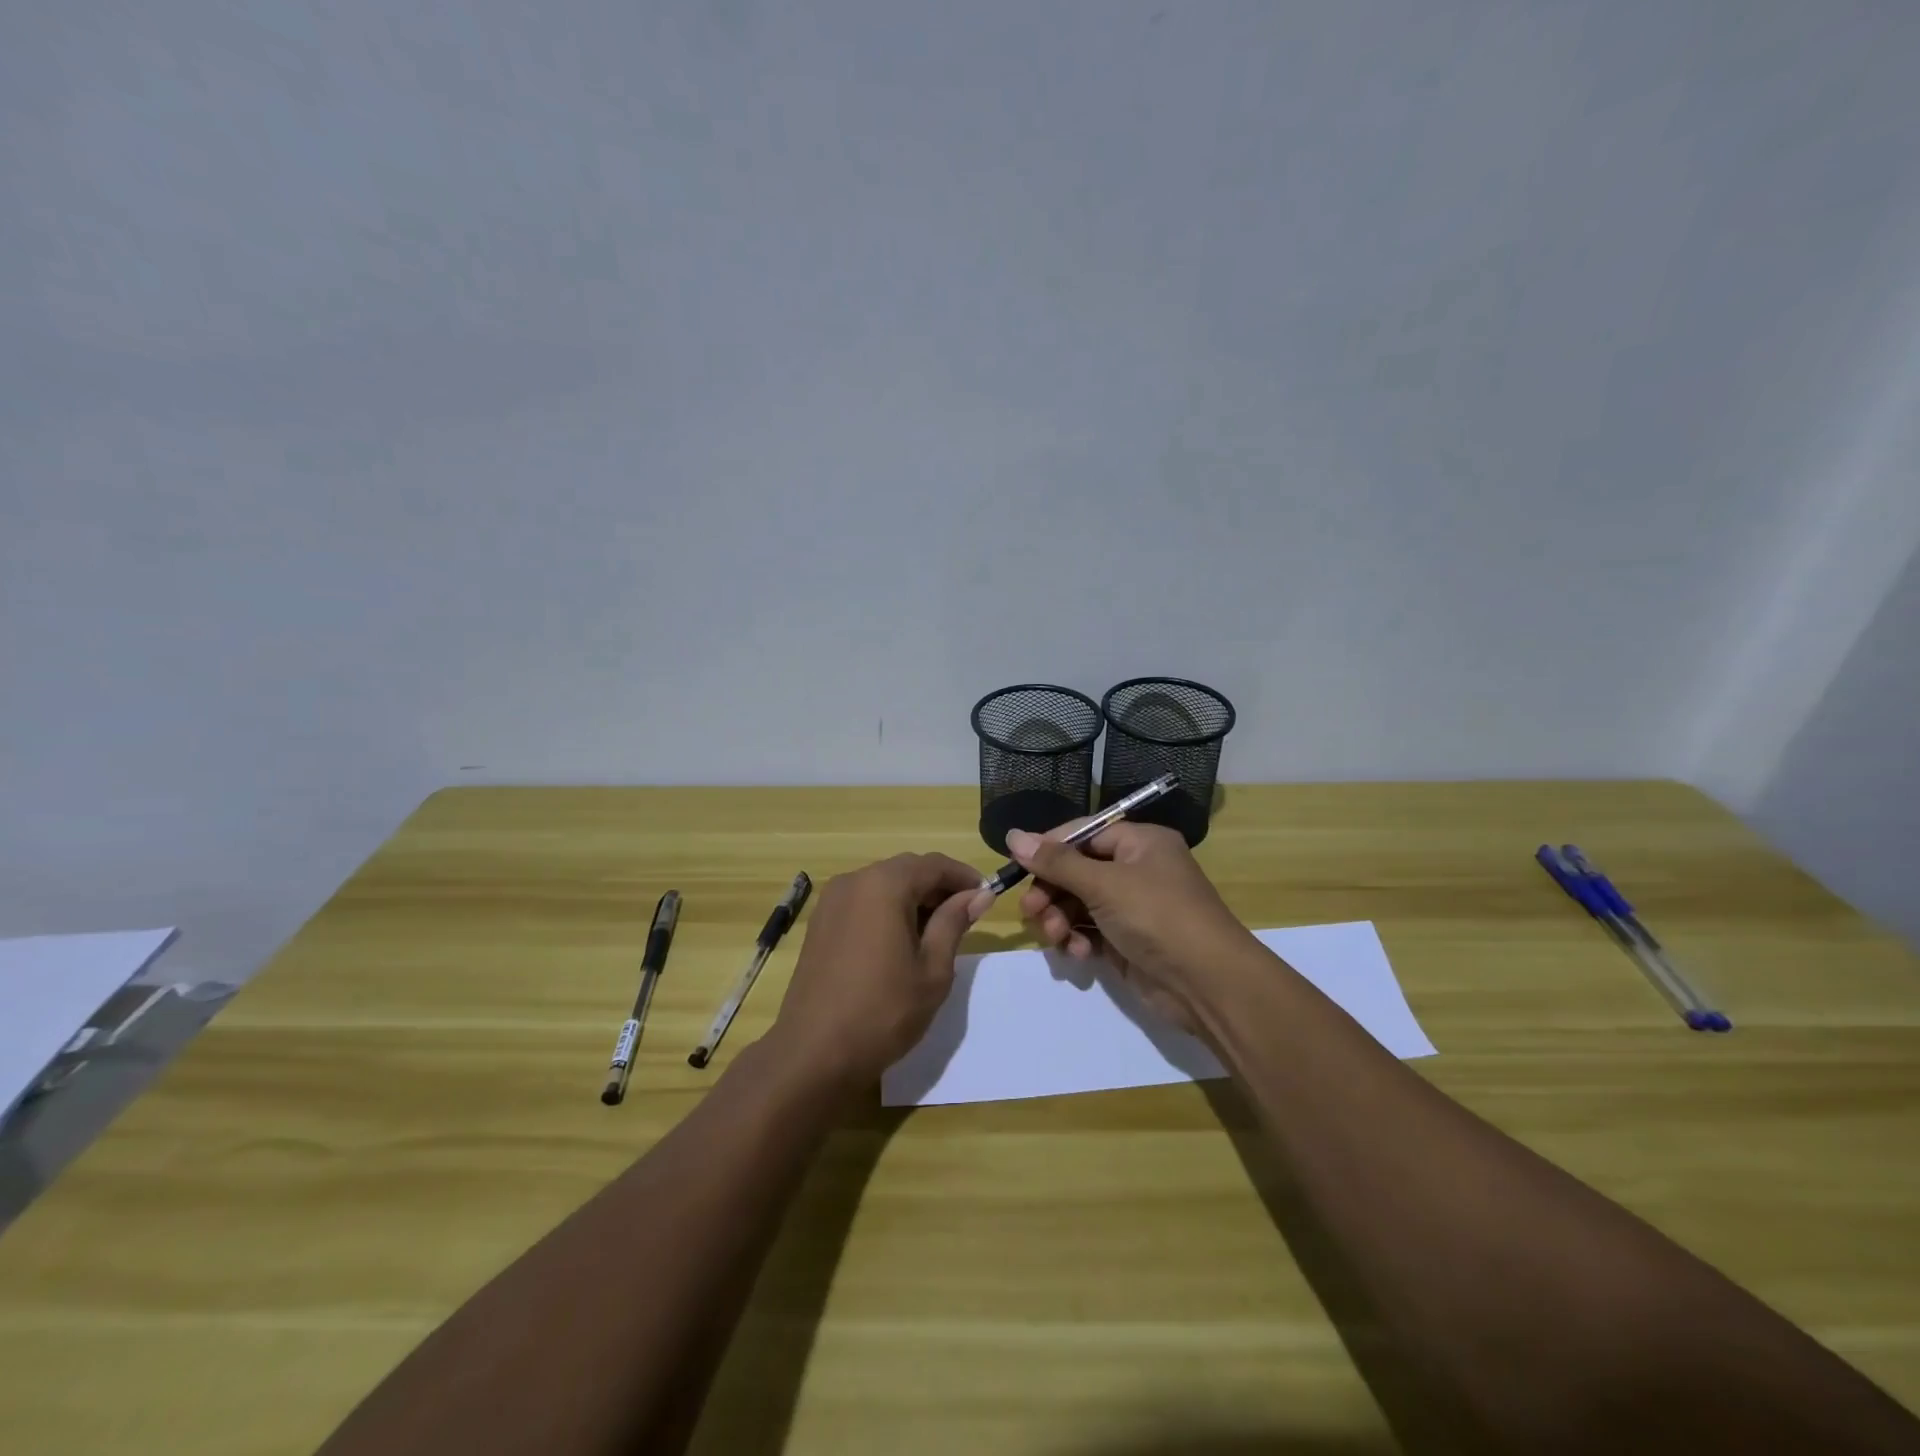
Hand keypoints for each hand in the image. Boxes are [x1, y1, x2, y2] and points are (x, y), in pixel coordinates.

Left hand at [771, 853, 990, 1085]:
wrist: (814, 1052)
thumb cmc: (883, 1011)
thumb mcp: (932, 969)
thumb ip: (954, 923)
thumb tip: (980, 894)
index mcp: (884, 885)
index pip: (934, 864)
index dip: (964, 876)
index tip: (987, 896)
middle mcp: (854, 881)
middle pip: (906, 869)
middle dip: (938, 886)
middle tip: (965, 916)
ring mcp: (831, 901)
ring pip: (883, 884)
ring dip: (913, 898)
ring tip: (936, 932)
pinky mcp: (820, 923)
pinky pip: (863, 901)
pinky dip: (887, 909)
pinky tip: (901, 941)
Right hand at [1010, 821, 1255, 1034]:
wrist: (1208, 984)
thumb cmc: (1158, 916)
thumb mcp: (1104, 884)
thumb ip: (1056, 862)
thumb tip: (1013, 836)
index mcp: (1140, 842)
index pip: (1083, 833)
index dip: (1048, 848)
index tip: (1017, 867)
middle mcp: (1136, 869)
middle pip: (1076, 870)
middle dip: (1051, 892)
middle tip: (1031, 913)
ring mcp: (1132, 907)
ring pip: (1078, 903)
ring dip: (1060, 919)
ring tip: (1055, 938)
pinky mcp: (1127, 941)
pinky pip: (1089, 931)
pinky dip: (1077, 939)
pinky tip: (1076, 953)